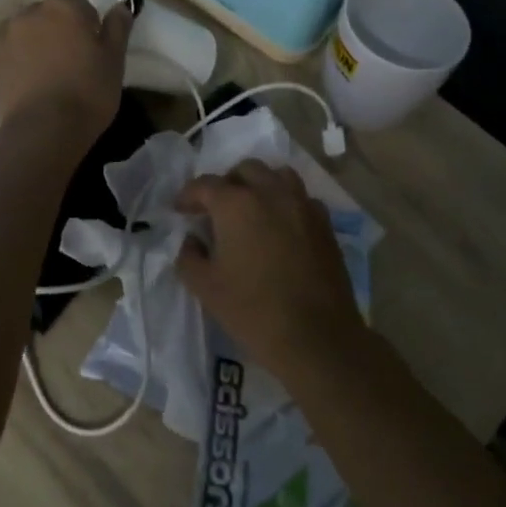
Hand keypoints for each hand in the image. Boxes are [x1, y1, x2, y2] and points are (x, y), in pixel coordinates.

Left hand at [0, 0, 132, 151]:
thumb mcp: (115, 60)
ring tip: (45, 72)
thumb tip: (121, 6)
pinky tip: (25, 86)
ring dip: (32, 43)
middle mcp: (28, 15)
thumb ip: (117, 28)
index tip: (93, 41)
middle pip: (44, 13)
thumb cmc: (87, 91)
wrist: (43, 130)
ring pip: (21, 32)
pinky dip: (14, 65)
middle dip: (55, 27)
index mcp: (62, 7)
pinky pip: (5, 58)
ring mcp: (4, 40)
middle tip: (70, 57)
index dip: (85, 17)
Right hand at [174, 161, 365, 374]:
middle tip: (215, 209)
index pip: (206, 185)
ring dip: (259, 185)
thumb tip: (192, 240)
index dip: (188, 196)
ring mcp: (303, 205)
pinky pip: (301, 198)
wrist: (316, 336)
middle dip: (226, 183)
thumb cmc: (252, 310)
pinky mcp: (324, 223)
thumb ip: (189, 256)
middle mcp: (271, 193)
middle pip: (245, 170)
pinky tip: (280, 227)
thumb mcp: (205, 287)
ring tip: (250, 209)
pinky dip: (286, 202)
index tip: (180, 211)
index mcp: (237, 204)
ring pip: (278, 176)